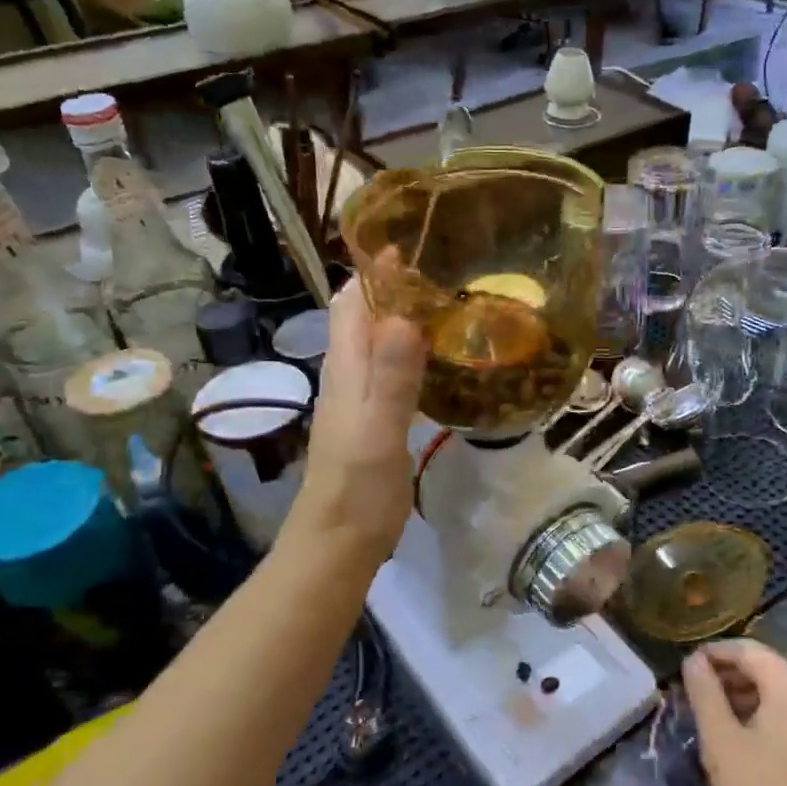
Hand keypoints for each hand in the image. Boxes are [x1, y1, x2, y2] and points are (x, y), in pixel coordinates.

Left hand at [287, 278, 425, 564]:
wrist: (339, 543)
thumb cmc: (358, 489)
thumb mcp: (379, 431)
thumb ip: (390, 376)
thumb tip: (403, 315)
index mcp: (346, 369)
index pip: (352, 303)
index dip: (375, 271)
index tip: (412, 242)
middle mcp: (348, 375)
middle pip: (361, 316)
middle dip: (391, 287)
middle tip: (441, 268)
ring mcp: (359, 399)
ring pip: (376, 341)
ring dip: (402, 317)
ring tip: (447, 303)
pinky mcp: (374, 421)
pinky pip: (390, 370)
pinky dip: (410, 351)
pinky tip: (438, 357)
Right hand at [682, 639, 786, 785]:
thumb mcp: (721, 741)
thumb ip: (704, 692)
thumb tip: (693, 659)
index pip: (747, 651)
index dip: (714, 653)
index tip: (686, 667)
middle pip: (765, 667)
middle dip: (729, 675)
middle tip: (696, 692)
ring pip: (779, 688)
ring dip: (746, 694)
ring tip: (715, 713)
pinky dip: (767, 710)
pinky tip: (745, 732)